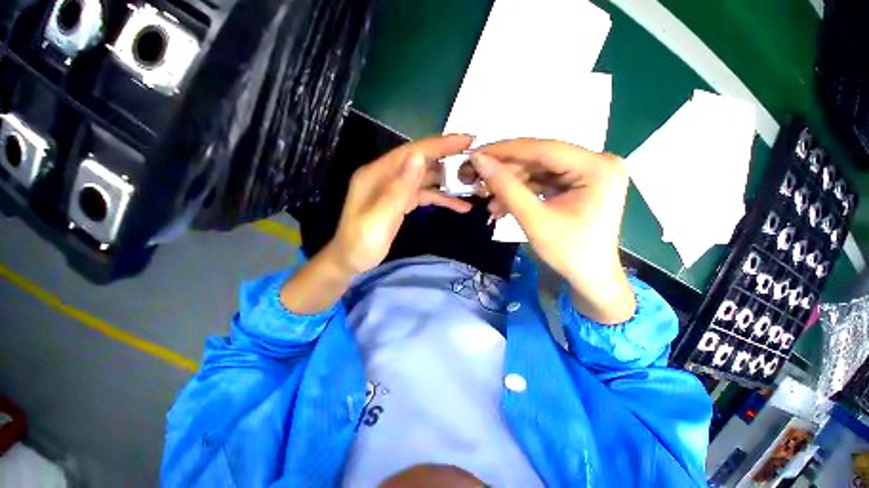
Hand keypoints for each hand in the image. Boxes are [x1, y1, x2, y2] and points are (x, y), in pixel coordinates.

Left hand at [327, 134, 474, 275]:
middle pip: (421, 161)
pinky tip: (459, 206)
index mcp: (378, 173)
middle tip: (475, 159)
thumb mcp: (379, 216)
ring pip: (425, 179)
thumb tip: (418, 158)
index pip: (413, 152)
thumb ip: (399, 188)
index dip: (439, 144)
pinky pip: (424, 195)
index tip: (466, 140)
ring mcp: (395, 189)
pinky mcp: (402, 202)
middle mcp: (387, 176)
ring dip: (447, 181)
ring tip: (472, 184)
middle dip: (448, 158)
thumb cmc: (361, 241)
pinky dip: (441, 198)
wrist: (351, 261)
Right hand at [471, 139, 634, 323]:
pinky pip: (543, 182)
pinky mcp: (578, 184)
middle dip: (506, 172)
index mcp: (597, 167)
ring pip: (538, 171)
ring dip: (511, 185)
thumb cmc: (568, 252)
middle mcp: (596, 162)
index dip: (505, 151)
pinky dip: (521, 192)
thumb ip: (506, 187)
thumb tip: (479, 160)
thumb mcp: (533, 219)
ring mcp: (588, 173)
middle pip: (540, 159)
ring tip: (488, 201)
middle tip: (478, 181)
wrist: (589, 277)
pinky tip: (502, 205)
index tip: (476, 155)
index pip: (543, 149)